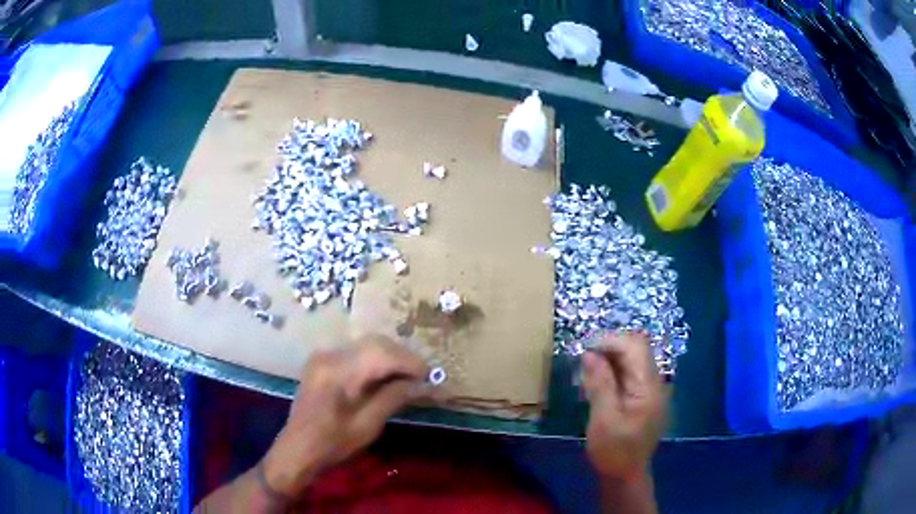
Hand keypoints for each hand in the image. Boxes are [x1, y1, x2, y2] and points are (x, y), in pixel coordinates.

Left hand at [262, 335, 428, 496]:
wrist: (297, 449)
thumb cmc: (332, 444)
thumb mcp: (367, 425)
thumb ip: (395, 397)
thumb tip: (426, 384)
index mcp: (338, 371)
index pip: (382, 354)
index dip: (411, 363)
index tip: (433, 377)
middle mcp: (330, 355)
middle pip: (375, 343)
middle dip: (403, 357)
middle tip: (424, 378)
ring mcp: (324, 356)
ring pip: (367, 344)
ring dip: (391, 357)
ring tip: (410, 378)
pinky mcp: (322, 362)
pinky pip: (355, 352)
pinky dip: (376, 360)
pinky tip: (387, 376)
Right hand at [582, 332, 666, 480]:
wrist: (625, 476)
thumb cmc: (613, 451)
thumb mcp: (603, 418)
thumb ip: (600, 383)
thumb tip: (590, 353)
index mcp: (648, 387)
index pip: (635, 347)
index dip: (610, 341)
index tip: (584, 350)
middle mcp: (654, 382)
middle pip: (636, 349)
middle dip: (609, 348)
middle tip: (583, 361)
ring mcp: (651, 390)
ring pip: (632, 360)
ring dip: (609, 360)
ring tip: (587, 372)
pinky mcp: (644, 397)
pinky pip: (630, 374)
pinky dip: (612, 372)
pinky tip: (597, 384)